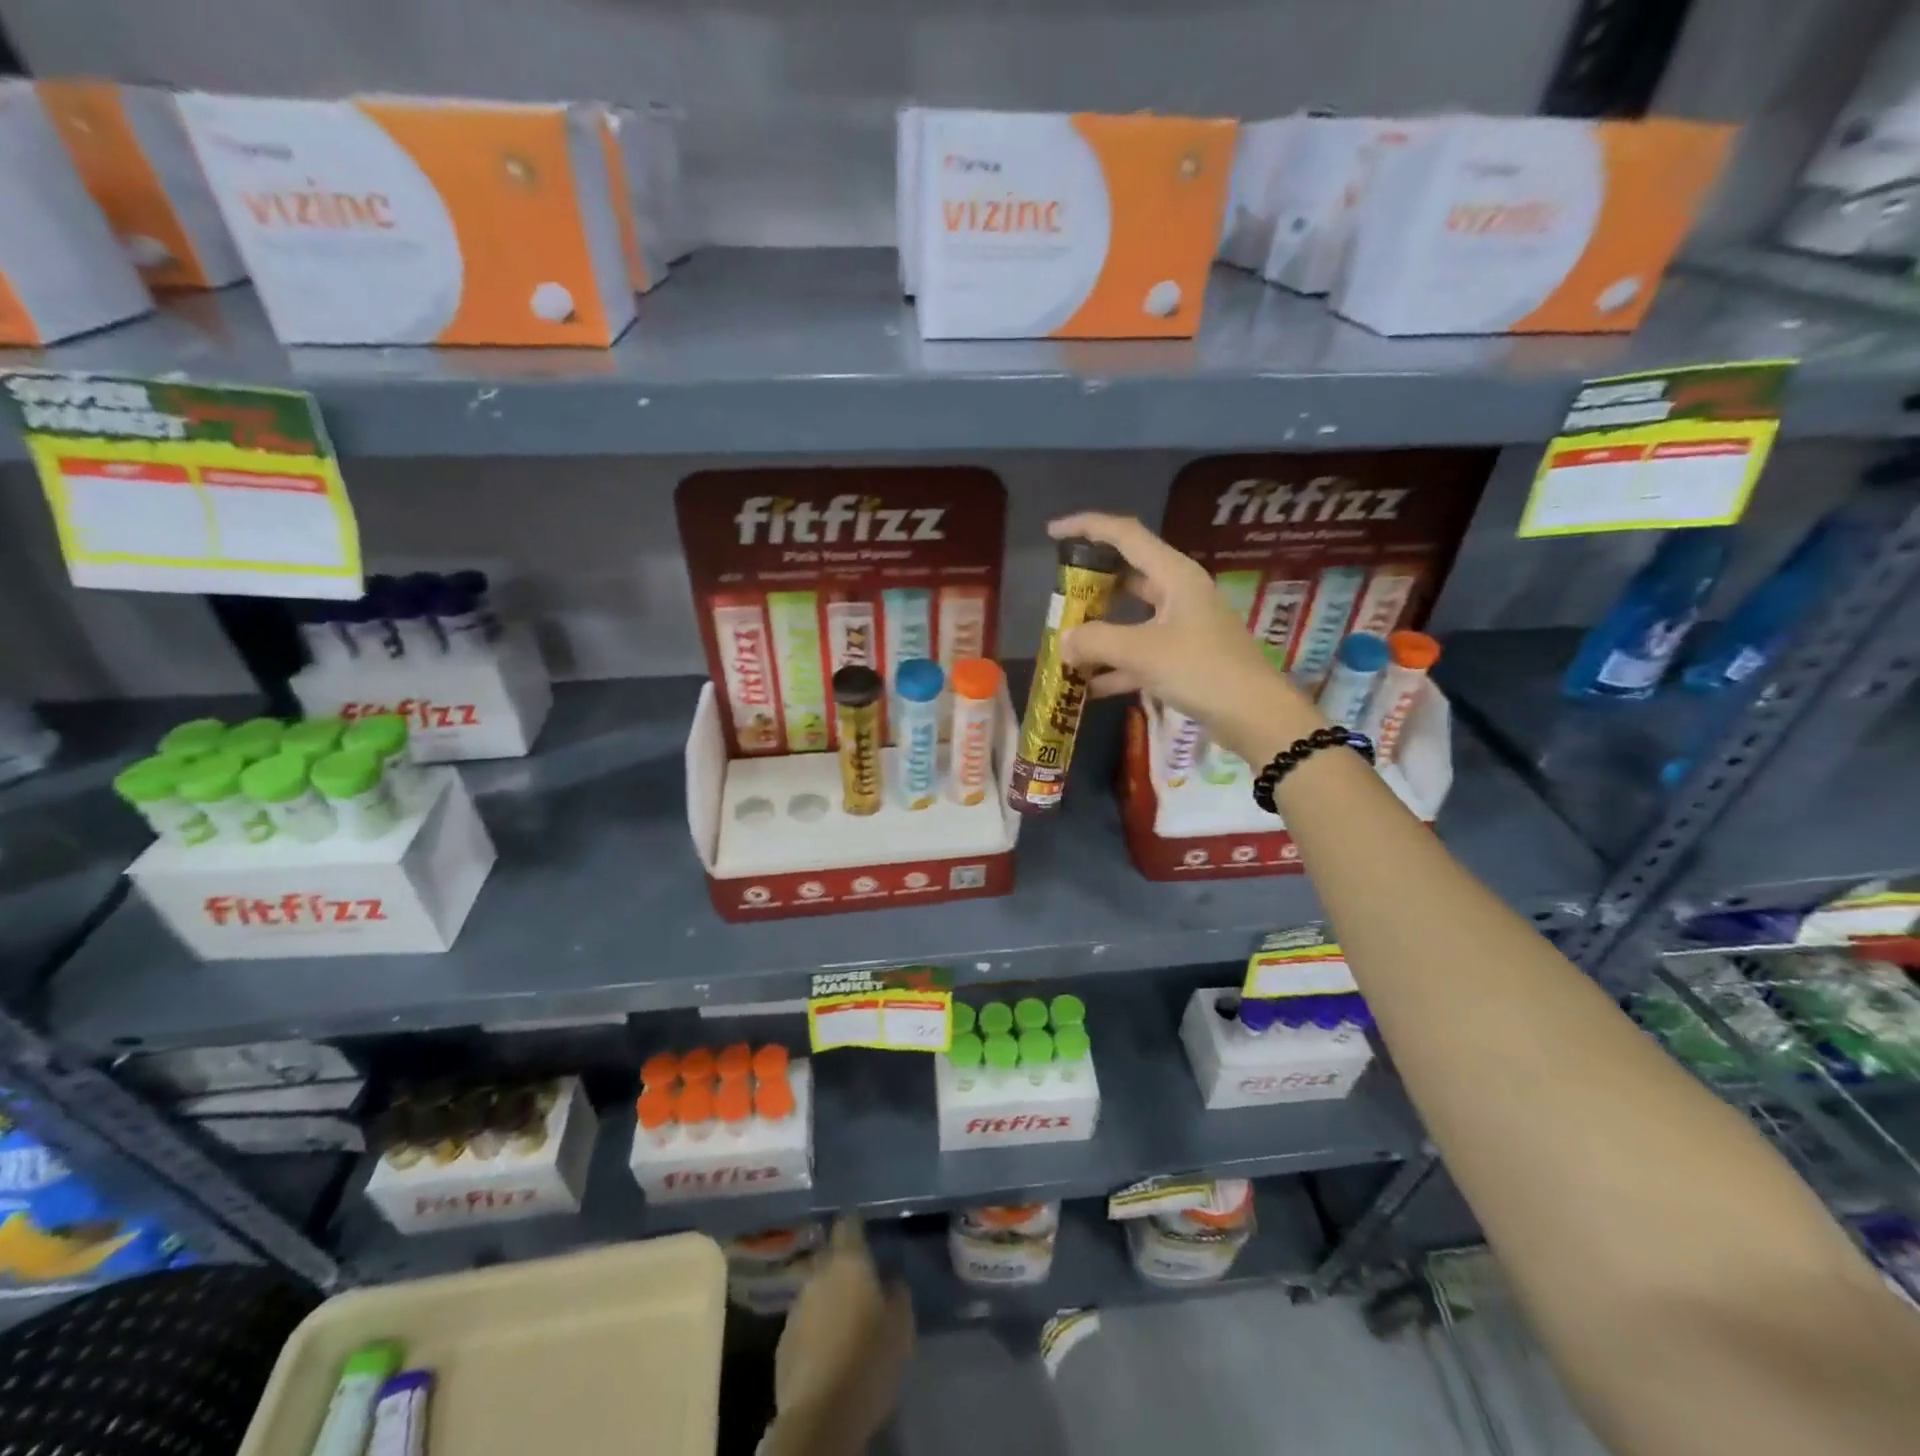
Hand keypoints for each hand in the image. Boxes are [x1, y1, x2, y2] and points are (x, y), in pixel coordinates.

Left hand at [764, 1219, 914, 1455]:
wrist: (820, 1416)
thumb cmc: (868, 1361)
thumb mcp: (900, 1327)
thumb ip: (897, 1295)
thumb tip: (891, 1281)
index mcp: (848, 1263)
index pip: (848, 1225)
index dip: (855, 1225)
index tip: (863, 1229)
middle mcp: (818, 1275)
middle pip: (827, 1257)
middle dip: (839, 1264)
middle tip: (857, 1279)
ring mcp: (795, 1308)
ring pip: (813, 1291)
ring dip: (825, 1298)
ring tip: (842, 1318)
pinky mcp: (782, 1343)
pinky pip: (802, 1323)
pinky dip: (814, 1328)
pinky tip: (825, 1348)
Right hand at [1049, 512, 1324, 763]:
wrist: (1255, 716)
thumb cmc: (1201, 670)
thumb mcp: (1142, 652)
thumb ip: (1096, 641)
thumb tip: (1064, 642)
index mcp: (1175, 575)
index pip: (1125, 535)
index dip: (1087, 527)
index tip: (1053, 532)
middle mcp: (1179, 594)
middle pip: (1127, 577)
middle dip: (1090, 588)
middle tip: (1059, 599)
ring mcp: (1182, 627)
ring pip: (1131, 619)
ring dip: (1099, 632)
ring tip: (1065, 645)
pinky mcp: (1184, 659)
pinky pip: (1140, 653)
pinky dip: (1115, 666)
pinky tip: (1088, 686)